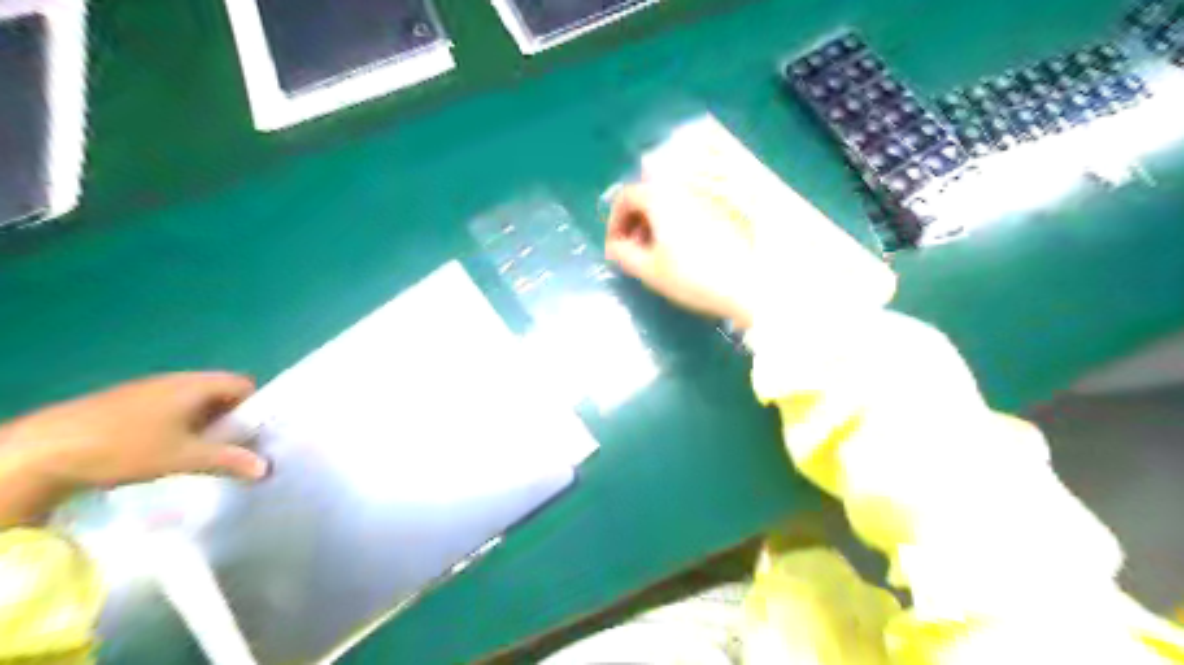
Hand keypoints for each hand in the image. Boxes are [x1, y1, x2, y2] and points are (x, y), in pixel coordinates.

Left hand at [1, 373, 267, 525]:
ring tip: (203, 454)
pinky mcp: (126, 406)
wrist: (44, 451)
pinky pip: (169, 410)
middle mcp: (176, 381)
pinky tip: (168, 453)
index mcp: (195, 384)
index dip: (255, 406)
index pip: (243, 384)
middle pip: (219, 393)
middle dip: (231, 419)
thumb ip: (229, 460)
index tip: (256, 434)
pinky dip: (179, 428)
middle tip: (234, 447)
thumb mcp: (184, 457)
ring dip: (204, 425)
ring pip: (193, 404)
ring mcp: (148, 391)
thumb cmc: (127, 447)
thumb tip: (266, 468)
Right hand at [604, 183, 762, 328]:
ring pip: (670, 202)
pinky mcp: (724, 210)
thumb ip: (623, 254)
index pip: (625, 197)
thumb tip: (615, 246)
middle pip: (648, 196)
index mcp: (660, 196)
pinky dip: (676, 223)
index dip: (613, 222)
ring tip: (655, 253)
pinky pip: (689, 209)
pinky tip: (681, 250)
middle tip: (632, 251)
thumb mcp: (648, 270)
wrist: (748, 284)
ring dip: (654, 223)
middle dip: (634, 222)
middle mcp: (683, 187)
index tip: (614, 247)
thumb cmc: (692, 276)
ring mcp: (707, 196)